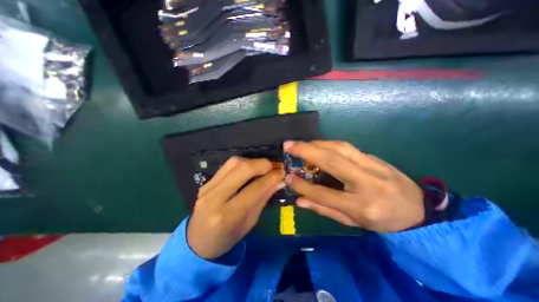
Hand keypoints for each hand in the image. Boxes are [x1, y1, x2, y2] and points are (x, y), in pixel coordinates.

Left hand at [188, 156, 283, 259]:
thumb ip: (263, 199)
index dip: (271, 177)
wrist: (197, 241)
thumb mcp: (250, 222)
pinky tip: (249, 169)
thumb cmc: (227, 238)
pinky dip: (242, 163)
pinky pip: (227, 166)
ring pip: (233, 163)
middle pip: (241, 169)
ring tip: (262, 167)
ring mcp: (208, 187)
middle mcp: (215, 197)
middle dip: (262, 164)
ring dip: (252, 161)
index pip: (254, 188)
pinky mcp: (207, 182)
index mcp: (227, 215)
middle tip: (273, 167)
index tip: (282, 173)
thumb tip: (279, 181)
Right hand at [283, 140, 422, 231]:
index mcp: (361, 206)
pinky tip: (319, 145)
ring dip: (317, 143)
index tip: (287, 177)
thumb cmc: (382, 221)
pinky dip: (329, 144)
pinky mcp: (374, 157)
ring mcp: (373, 166)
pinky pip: (347, 147)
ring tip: (301, 144)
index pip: (324, 194)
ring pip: (340, 148)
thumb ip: (324, 209)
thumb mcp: (352, 222)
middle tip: (288, 145)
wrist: (419, 211)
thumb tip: (299, 200)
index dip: (303, 186)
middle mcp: (367, 182)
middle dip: (307, 151)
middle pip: (332, 161)